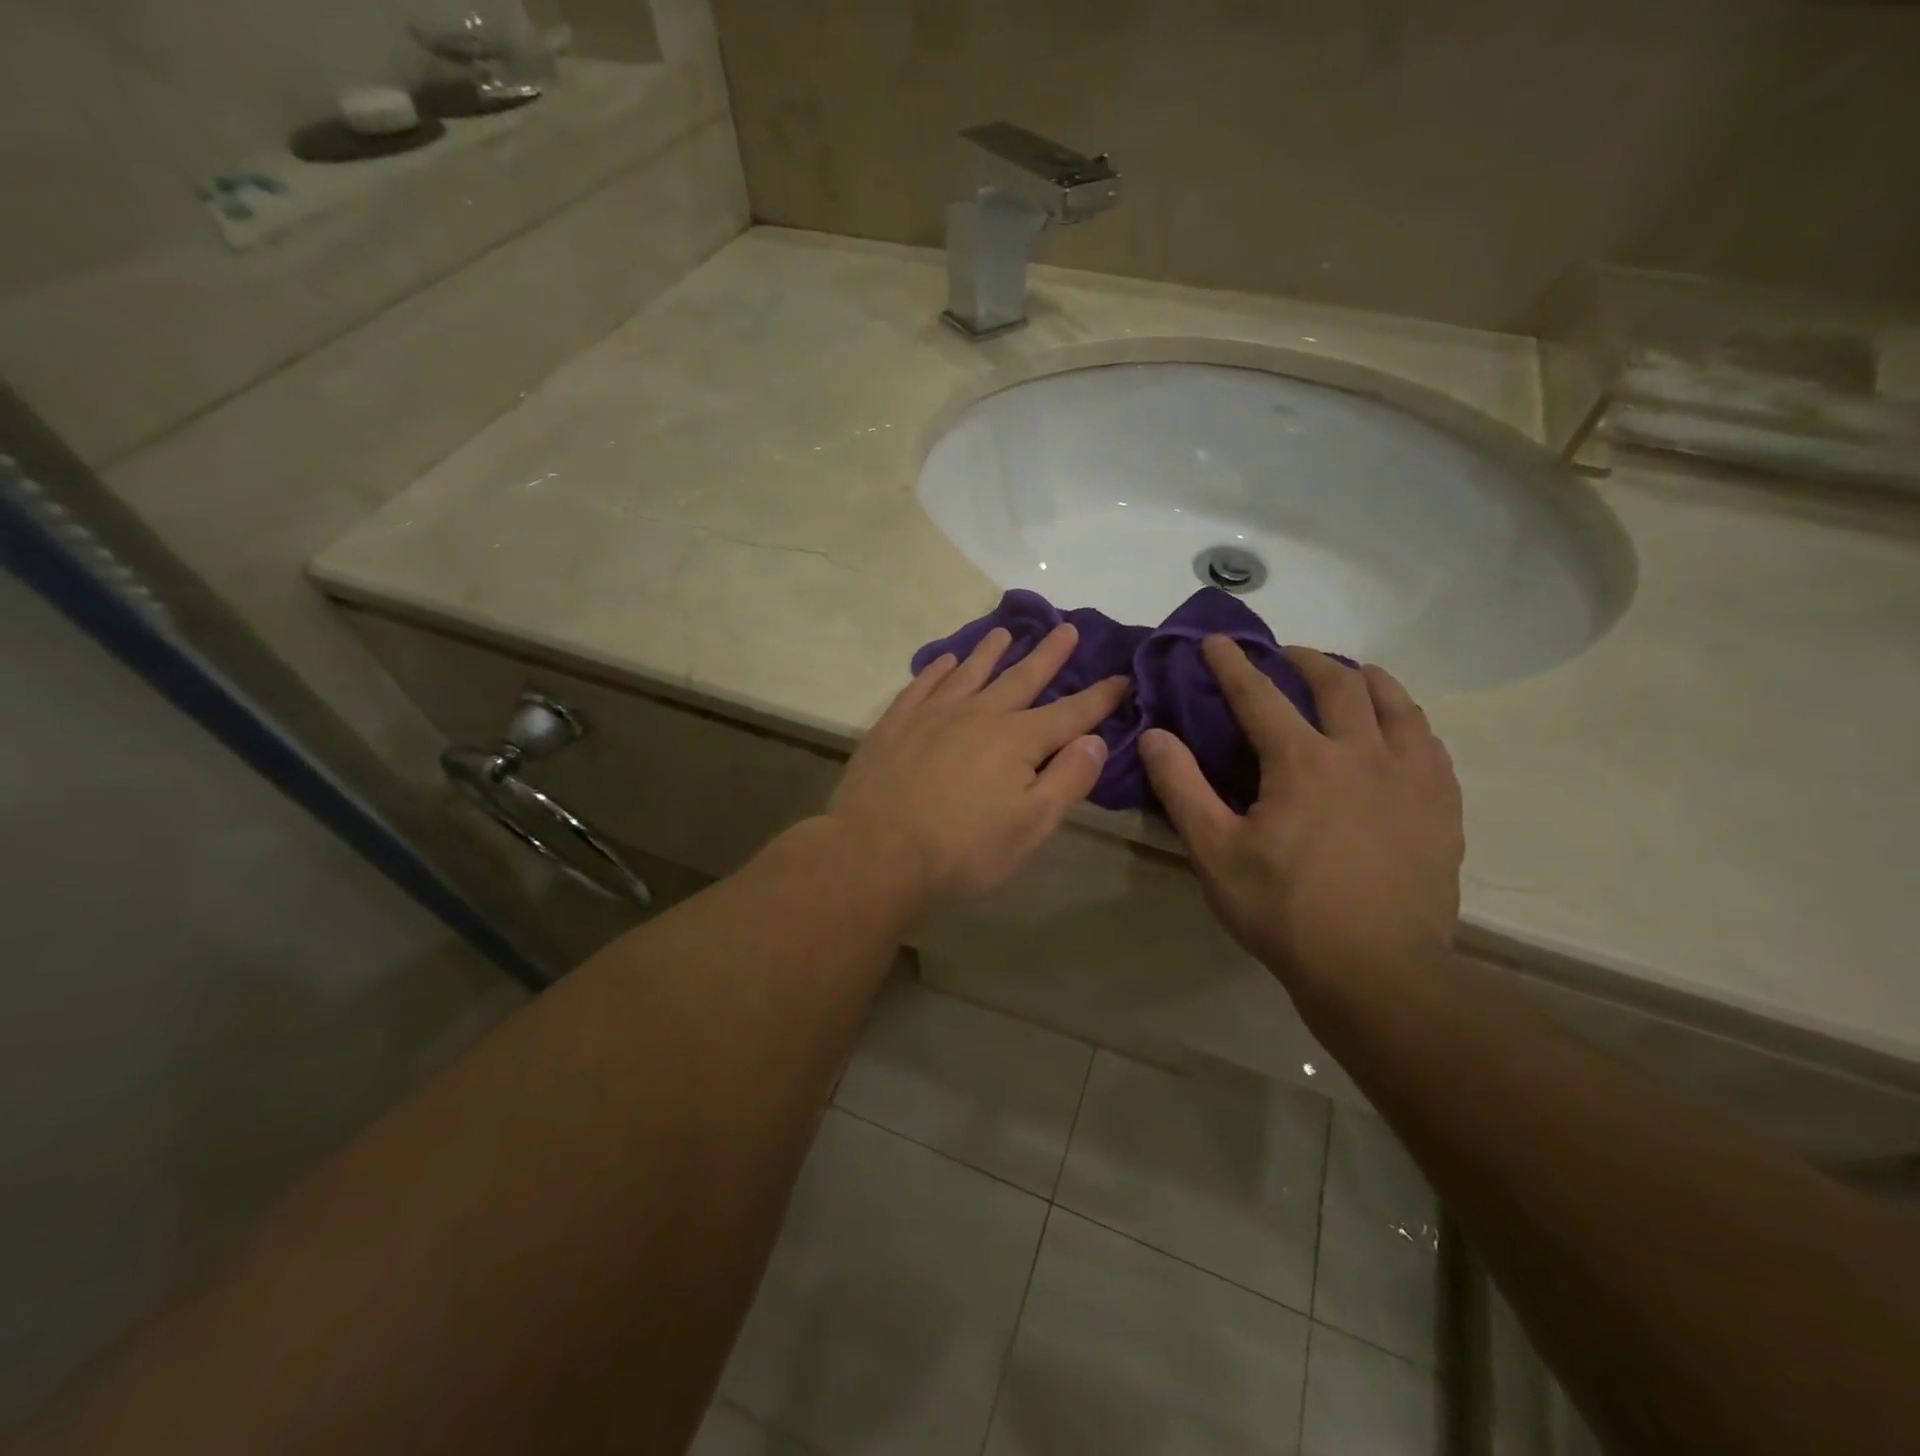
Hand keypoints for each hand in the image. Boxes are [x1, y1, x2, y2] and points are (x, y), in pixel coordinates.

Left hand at [826, 624, 1128, 913]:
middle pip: (1021, 678)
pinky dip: (938, 669)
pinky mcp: (895, 723)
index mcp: (1017, 740)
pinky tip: (946, 661)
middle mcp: (979, 714)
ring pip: (970, 672)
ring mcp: (933, 714)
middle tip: (1066, 628)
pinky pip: (922, 684)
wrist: (876, 853)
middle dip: (1048, 654)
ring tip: (1004, 631)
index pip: (1070, 713)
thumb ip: (1068, 780)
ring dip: (990, 651)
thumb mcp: (1031, 826)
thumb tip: (1095, 740)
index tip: (1122, 676)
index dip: (1099, 696)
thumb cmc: (963, 849)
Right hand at [1139, 639, 1462, 993]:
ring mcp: (1411, 777)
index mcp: (1302, 761)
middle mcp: (1361, 753)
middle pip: (1337, 684)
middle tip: (1285, 656)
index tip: (1217, 640)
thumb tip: (1154, 735)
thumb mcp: (1215, 852)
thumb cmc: (1285, 910)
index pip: (1259, 695)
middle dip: (1305, 660)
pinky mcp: (1441, 806)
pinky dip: (1406, 720)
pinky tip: (1399, 730)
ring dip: (1365, 679)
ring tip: (1348, 677)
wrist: (1378, 971)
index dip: (1233, 664)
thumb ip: (1181, 788)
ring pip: (1395, 703)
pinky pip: (1428, 742)